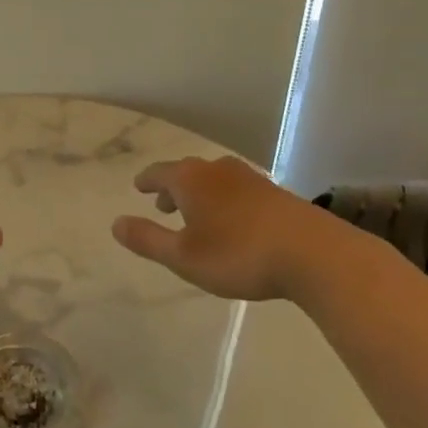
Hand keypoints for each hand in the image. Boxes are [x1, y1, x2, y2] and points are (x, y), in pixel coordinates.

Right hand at [112, 155, 365, 302]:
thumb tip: (115, 223)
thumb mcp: (184, 256)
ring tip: (198, 215)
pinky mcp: (275, 193)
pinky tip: (234, 221)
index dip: (146, 181)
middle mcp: (217, 170)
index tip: (138, 186)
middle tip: (163, 204)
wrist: (312, 253)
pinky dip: (225, 200)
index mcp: (190, 179)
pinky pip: (238, 190)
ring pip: (214, 180)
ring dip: (200, 194)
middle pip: (187, 172)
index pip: (159, 172)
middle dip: (173, 187)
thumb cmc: (238, 254)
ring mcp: (249, 178)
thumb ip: (148, 239)